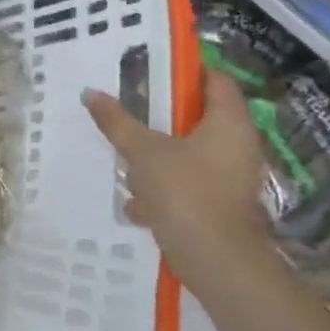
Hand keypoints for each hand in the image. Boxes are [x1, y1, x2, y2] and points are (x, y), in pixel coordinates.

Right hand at [83, 70, 275, 282]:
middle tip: (130, 111)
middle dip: (163, 118)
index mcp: (228, 123)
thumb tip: (90, 93)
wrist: (216, 259)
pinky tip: (139, 203)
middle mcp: (238, 145)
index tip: (153, 70)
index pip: (215, 81)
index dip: (187, 72)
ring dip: (159, 156)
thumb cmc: (184, 192)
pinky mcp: (223, 204)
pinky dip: (165, 187)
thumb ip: (117, 121)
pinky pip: (190, 183)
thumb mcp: (142, 151)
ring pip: (191, 153)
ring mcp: (233, 177)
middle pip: (199, 118)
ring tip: (128, 162)